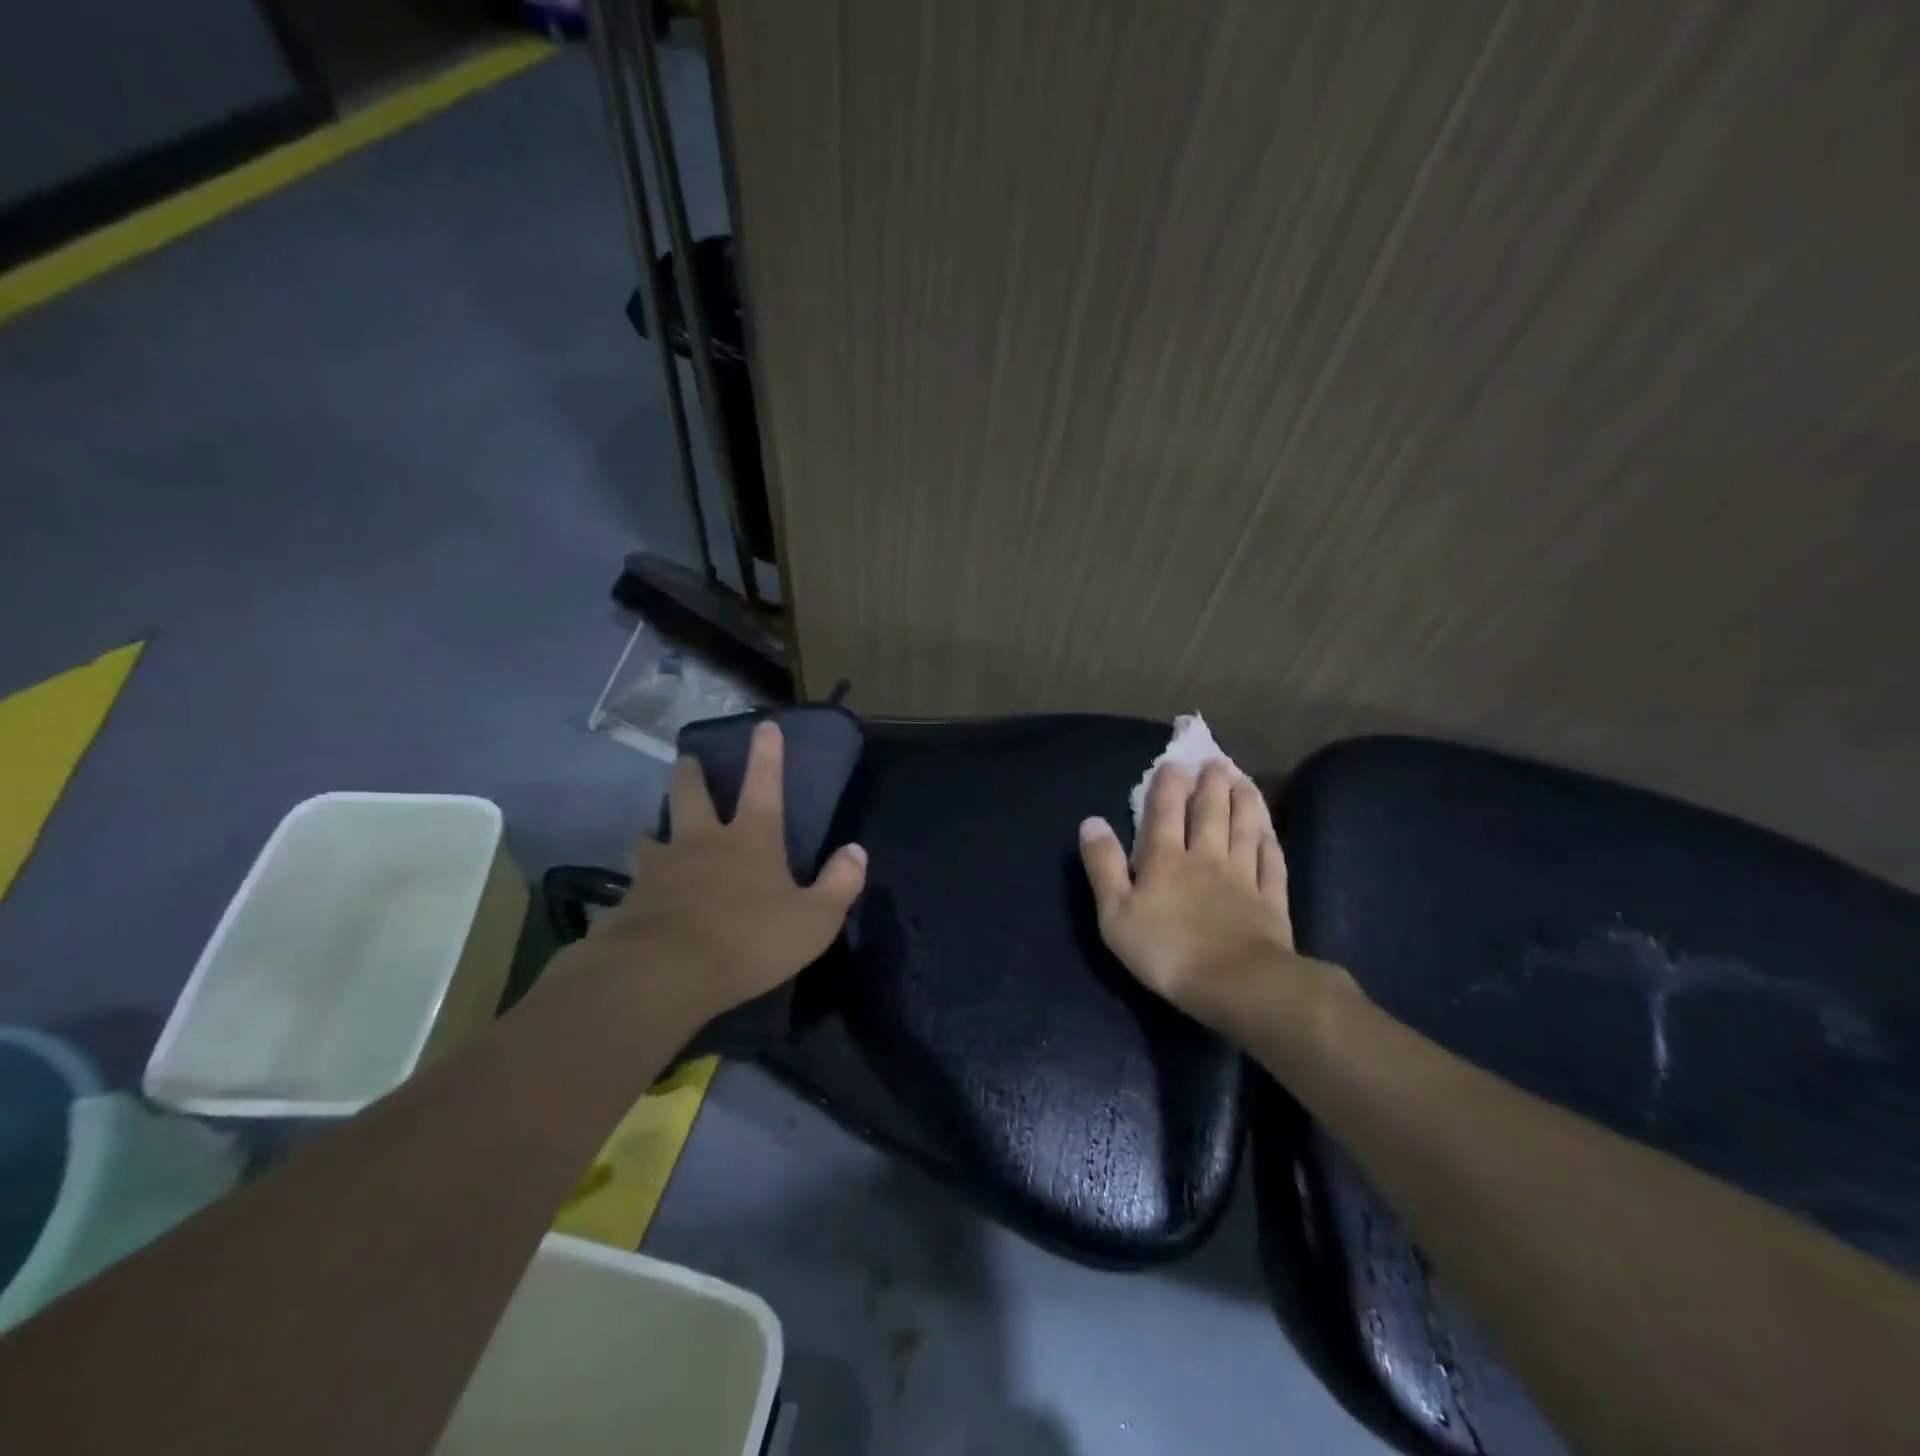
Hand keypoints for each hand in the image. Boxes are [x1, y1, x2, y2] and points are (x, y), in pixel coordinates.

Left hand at [581, 721, 867, 1027]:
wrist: (664, 973)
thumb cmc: (749, 941)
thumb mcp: (814, 920)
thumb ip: (839, 885)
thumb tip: (856, 852)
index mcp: (750, 840)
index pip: (764, 785)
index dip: (767, 755)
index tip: (764, 725)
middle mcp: (702, 842)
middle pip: (691, 795)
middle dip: (690, 774)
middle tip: (686, 760)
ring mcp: (660, 868)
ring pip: (652, 835)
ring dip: (655, 829)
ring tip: (652, 832)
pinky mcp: (630, 899)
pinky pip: (632, 881)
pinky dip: (637, 882)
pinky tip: (635, 894)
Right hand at [1079, 760, 1349, 1029]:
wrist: (1236, 984)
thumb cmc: (1166, 951)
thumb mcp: (1116, 913)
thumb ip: (1103, 865)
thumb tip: (1091, 821)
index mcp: (1165, 859)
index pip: (1165, 812)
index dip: (1168, 785)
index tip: (1173, 762)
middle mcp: (1207, 857)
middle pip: (1210, 811)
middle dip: (1210, 783)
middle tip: (1215, 761)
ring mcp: (1243, 876)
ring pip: (1244, 828)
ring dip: (1244, 800)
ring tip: (1242, 779)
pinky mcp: (1271, 899)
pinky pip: (1271, 860)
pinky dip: (1269, 839)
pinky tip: (1269, 829)